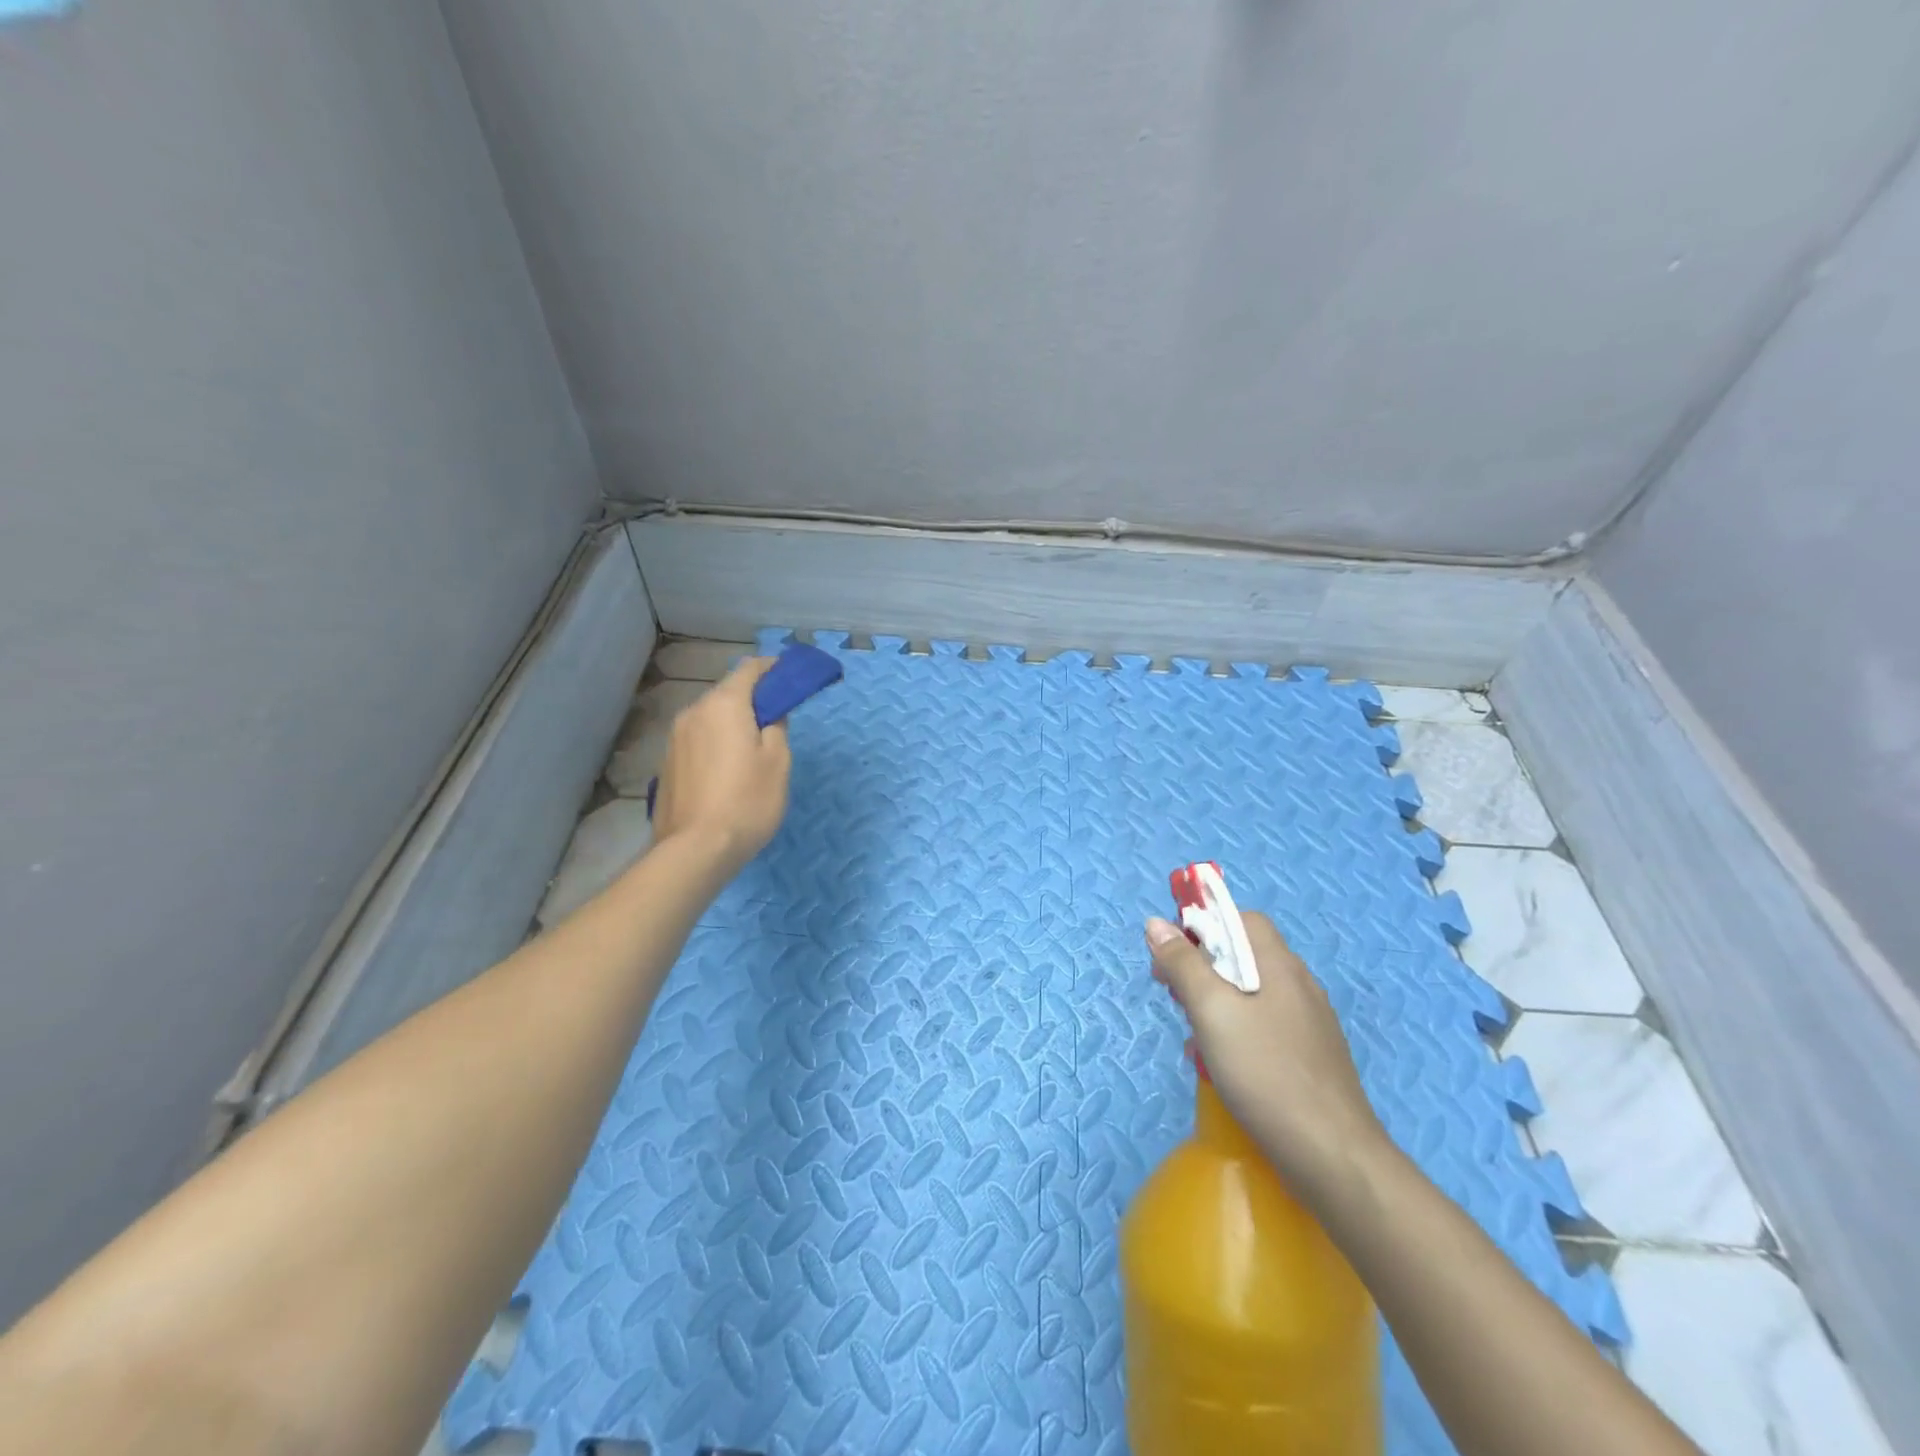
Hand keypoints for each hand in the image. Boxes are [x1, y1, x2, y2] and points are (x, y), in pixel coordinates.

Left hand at [651, 658, 791, 874]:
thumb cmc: (747, 800)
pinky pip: (698, 739)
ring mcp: (675, 738)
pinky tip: (728, 769)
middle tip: (776, 719)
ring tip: (753, 747)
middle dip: (752, 698)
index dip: (771, 668)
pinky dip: (716, 742)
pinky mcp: (667, 763)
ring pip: (710, 717)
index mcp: (724, 705)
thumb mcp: (778, 762)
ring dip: (732, 722)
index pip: (749, 670)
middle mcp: (694, 712)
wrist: (695, 849)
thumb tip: (770, 714)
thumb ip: (777, 727)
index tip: (789, 676)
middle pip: (727, 693)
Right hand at [1145, 911, 1388, 1189]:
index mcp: (1279, 965)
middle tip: (1175, 999)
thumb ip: (1183, 964)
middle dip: (1203, 968)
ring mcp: (1310, 1023)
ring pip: (1252, 993)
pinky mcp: (1311, 1057)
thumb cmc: (1266, 1073)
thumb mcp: (1211, 1012)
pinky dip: (1237, 1032)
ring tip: (1196, 1037)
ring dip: (1216, 1004)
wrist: (1333, 1158)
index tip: (1173, 956)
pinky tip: (1224, 1066)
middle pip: (1244, 955)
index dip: (1204, 926)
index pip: (1242, 919)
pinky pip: (1265, 1026)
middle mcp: (1299, 985)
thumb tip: (1157, 923)